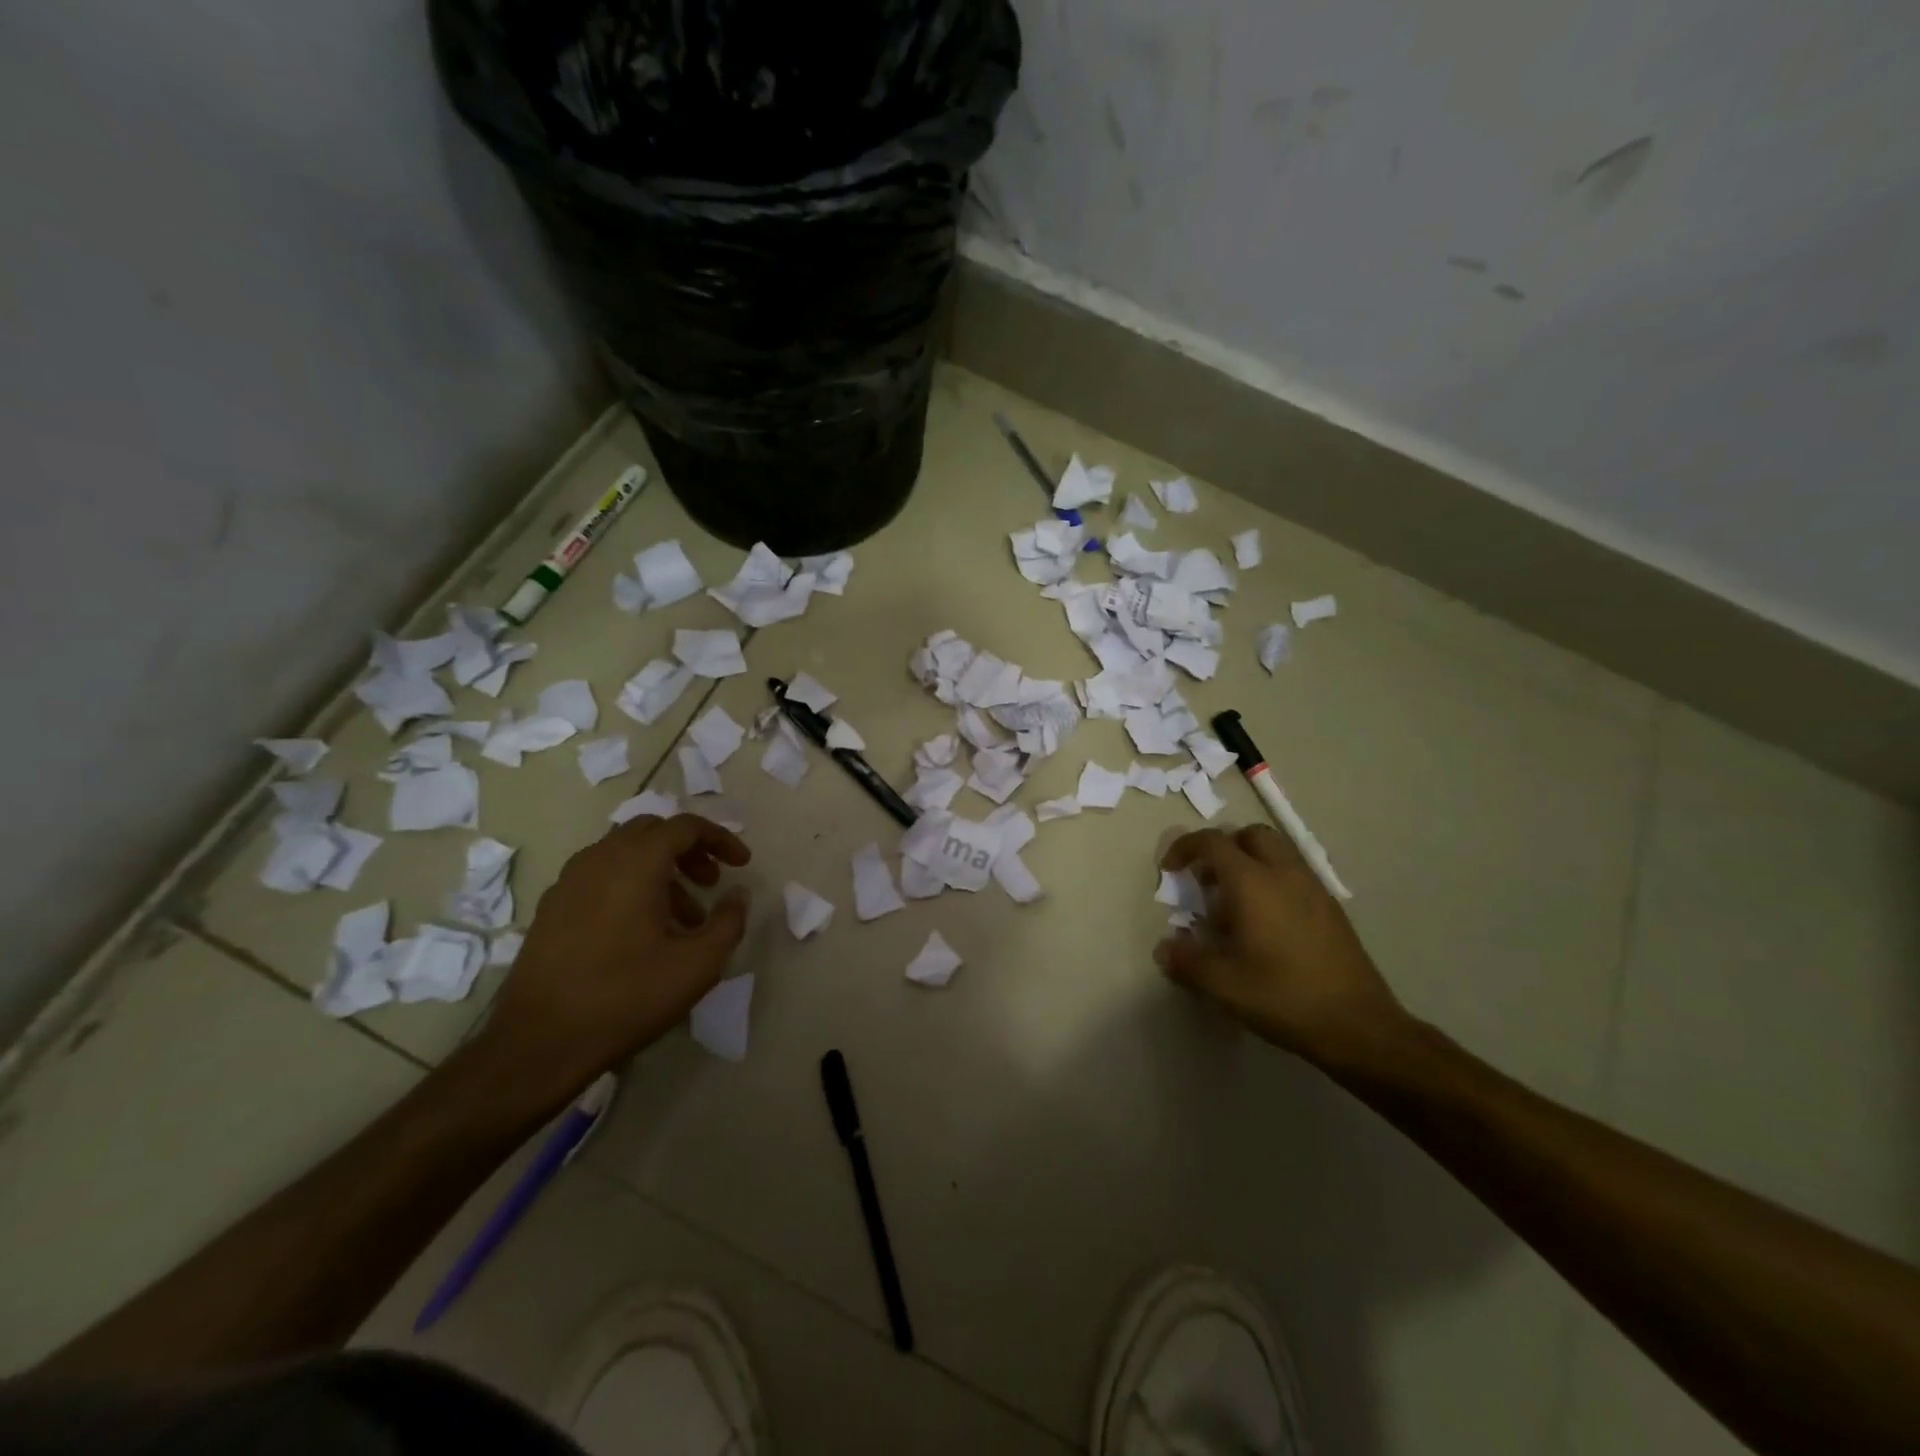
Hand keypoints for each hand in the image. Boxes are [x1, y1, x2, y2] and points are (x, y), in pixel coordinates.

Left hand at [476, 814, 751, 1100]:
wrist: (537, 1043)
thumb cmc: (626, 998)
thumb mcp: (697, 965)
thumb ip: (729, 922)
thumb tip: (738, 895)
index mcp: (635, 863)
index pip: (685, 827)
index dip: (720, 839)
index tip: (742, 864)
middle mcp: (599, 859)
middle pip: (652, 831)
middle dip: (689, 850)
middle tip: (711, 883)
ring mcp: (569, 882)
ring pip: (624, 854)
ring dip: (660, 871)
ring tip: (682, 917)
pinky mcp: (551, 908)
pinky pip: (600, 876)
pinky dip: (630, 885)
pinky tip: (641, 931)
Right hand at [1156, 824, 1408, 1069]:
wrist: (1358, 1026)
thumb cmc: (1283, 996)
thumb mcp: (1222, 984)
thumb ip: (1186, 961)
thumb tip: (1164, 949)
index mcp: (1253, 882)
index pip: (1212, 842)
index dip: (1184, 848)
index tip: (1169, 870)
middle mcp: (1284, 873)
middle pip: (1249, 835)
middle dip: (1222, 848)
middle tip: (1206, 880)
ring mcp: (1313, 888)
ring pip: (1277, 852)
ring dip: (1249, 863)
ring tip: (1233, 903)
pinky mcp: (1331, 908)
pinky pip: (1294, 875)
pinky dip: (1272, 881)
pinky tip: (1265, 923)